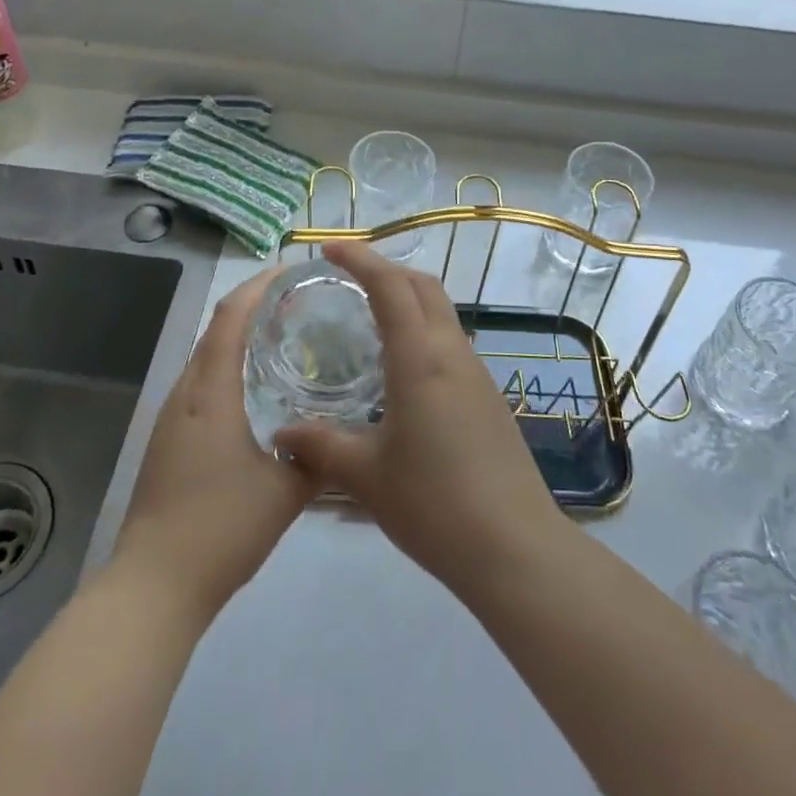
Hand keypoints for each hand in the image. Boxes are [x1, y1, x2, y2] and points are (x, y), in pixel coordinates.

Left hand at [112, 268, 317, 624]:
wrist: (153, 586)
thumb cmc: (220, 529)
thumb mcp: (284, 492)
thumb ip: (316, 457)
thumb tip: (342, 434)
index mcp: (210, 393)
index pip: (230, 318)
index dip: (257, 286)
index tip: (290, 270)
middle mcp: (185, 394)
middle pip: (215, 330)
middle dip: (251, 305)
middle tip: (296, 301)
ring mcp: (170, 418)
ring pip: (205, 357)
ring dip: (237, 337)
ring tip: (280, 336)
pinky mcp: (166, 440)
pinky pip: (199, 384)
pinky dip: (225, 366)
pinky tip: (252, 389)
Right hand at [275, 242, 566, 598]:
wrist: (515, 547)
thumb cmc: (435, 505)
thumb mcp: (367, 477)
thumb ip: (321, 447)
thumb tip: (281, 434)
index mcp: (421, 359)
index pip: (391, 286)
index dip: (361, 258)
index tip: (329, 248)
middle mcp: (452, 352)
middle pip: (423, 286)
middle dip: (385, 269)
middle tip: (347, 277)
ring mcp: (477, 373)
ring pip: (441, 311)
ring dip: (407, 298)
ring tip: (368, 317)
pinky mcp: (489, 396)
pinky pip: (450, 341)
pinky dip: (422, 329)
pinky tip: (400, 368)